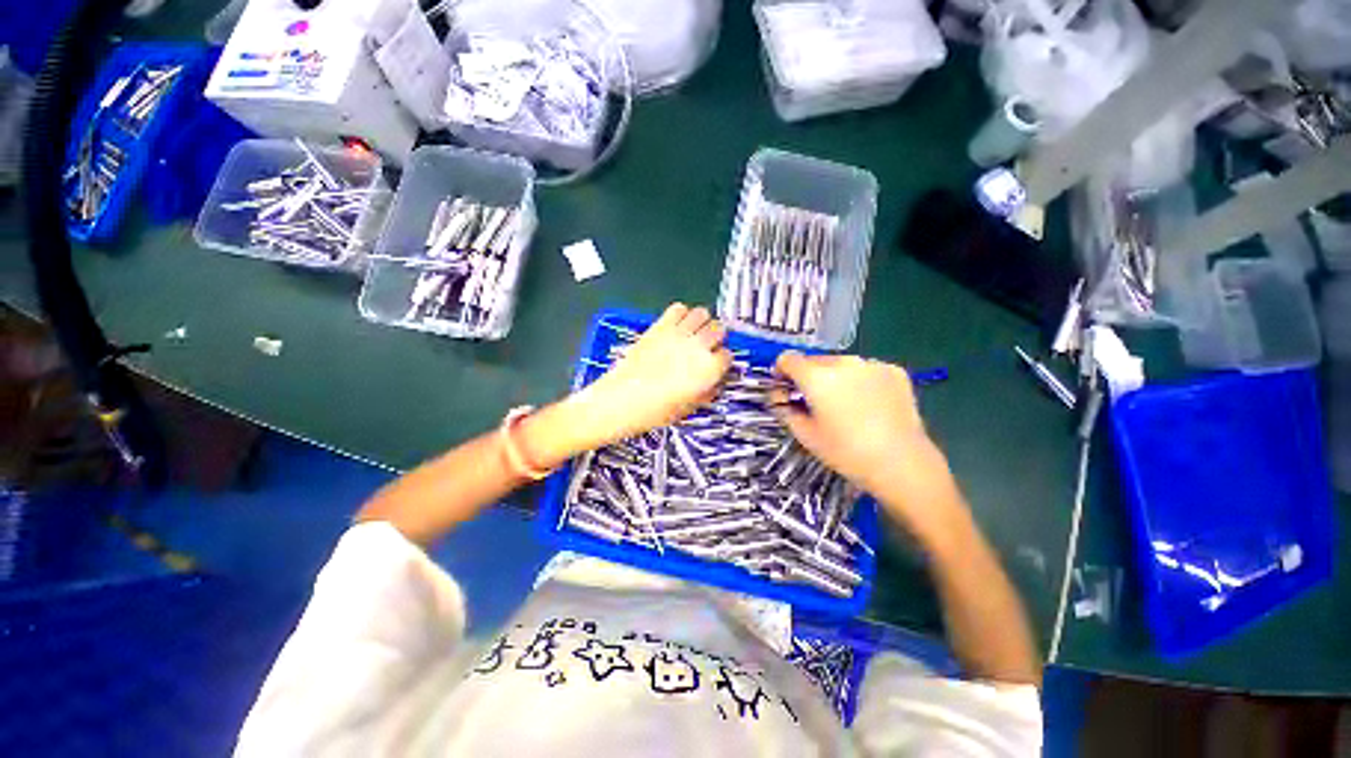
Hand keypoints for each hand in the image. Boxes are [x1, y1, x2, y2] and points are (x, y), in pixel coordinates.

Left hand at [576, 303, 731, 445]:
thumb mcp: (688, 408)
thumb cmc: (653, 410)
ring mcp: (678, 334)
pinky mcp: (660, 326)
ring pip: (702, 313)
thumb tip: (713, 385)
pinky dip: (681, 314)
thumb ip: (706, 393)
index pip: (727, 356)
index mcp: (708, 369)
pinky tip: (677, 326)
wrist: (621, 401)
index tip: (716, 365)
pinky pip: (678, 308)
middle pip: (719, 329)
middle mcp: (697, 347)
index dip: (722, 361)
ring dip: (702, 322)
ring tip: (695, 333)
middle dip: (716, 337)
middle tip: (708, 346)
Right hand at [771, 352, 965, 539]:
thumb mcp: (805, 435)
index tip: (785, 388)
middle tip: (813, 401)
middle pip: (814, 360)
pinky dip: (860, 381)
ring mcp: (871, 364)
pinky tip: (869, 404)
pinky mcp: (894, 371)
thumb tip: (779, 397)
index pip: (788, 359)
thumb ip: (785, 410)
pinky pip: (865, 370)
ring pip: (840, 364)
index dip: (781, 372)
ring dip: (834, 378)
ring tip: (844, 405)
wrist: (902, 463)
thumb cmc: (847, 452)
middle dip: (807, 376)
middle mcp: (842, 362)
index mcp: (816, 377)